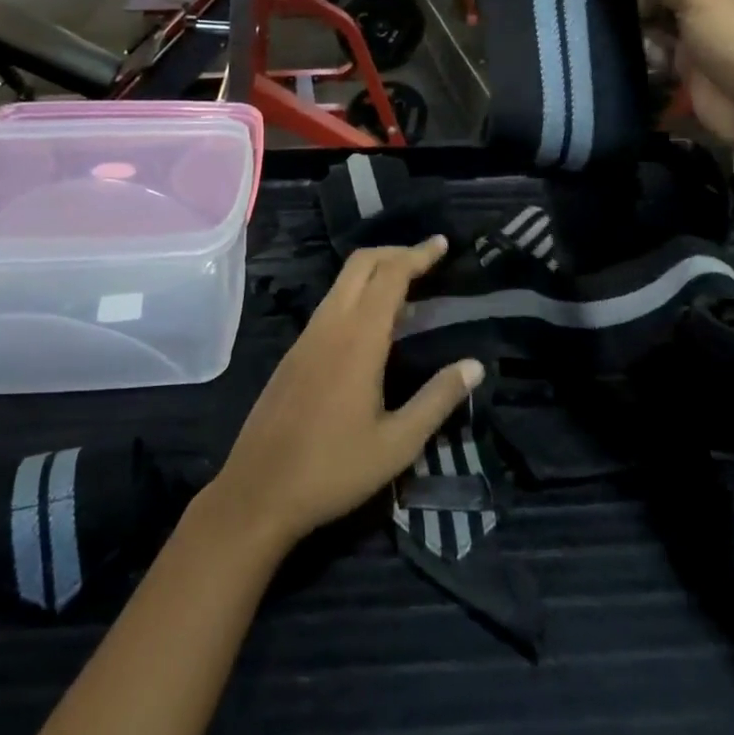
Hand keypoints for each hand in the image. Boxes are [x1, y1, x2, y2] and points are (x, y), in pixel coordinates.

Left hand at [208, 238, 482, 548]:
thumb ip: (438, 399)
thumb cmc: (334, 469)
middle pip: (360, 264)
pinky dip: (357, 294)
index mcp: (358, 339)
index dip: (417, 255)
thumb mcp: (398, 443)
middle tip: (427, 259)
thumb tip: (475, 366)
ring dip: (374, 272)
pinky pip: (330, 305)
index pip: (390, 276)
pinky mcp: (294, 352)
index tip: (441, 244)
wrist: (258, 491)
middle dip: (394, 252)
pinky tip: (373, 325)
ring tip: (408, 290)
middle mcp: (330, 325)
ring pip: (342, 283)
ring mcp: (307, 337)